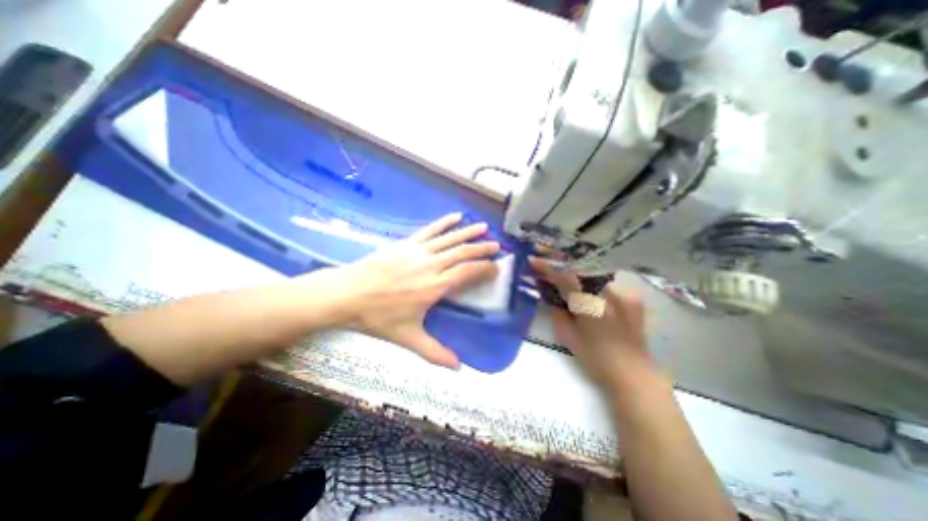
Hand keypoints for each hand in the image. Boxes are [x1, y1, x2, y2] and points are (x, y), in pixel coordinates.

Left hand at [338, 211, 499, 368]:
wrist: (348, 294)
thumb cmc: (378, 317)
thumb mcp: (408, 338)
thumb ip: (434, 352)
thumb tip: (457, 368)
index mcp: (435, 286)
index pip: (467, 272)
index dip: (484, 268)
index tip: (496, 267)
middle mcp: (431, 265)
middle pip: (462, 252)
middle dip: (482, 248)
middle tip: (497, 246)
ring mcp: (418, 251)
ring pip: (449, 238)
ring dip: (468, 232)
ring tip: (484, 227)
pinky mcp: (406, 243)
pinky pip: (430, 230)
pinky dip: (444, 222)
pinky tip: (455, 216)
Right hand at [528, 259, 649, 391]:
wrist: (633, 373)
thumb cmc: (595, 358)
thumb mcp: (567, 335)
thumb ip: (555, 308)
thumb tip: (545, 289)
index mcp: (590, 305)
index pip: (564, 277)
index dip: (546, 266)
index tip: (531, 259)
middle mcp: (609, 292)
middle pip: (580, 264)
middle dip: (558, 256)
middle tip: (542, 250)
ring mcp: (623, 290)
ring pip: (591, 267)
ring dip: (571, 263)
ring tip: (556, 259)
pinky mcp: (630, 293)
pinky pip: (604, 277)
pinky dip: (587, 273)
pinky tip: (579, 274)